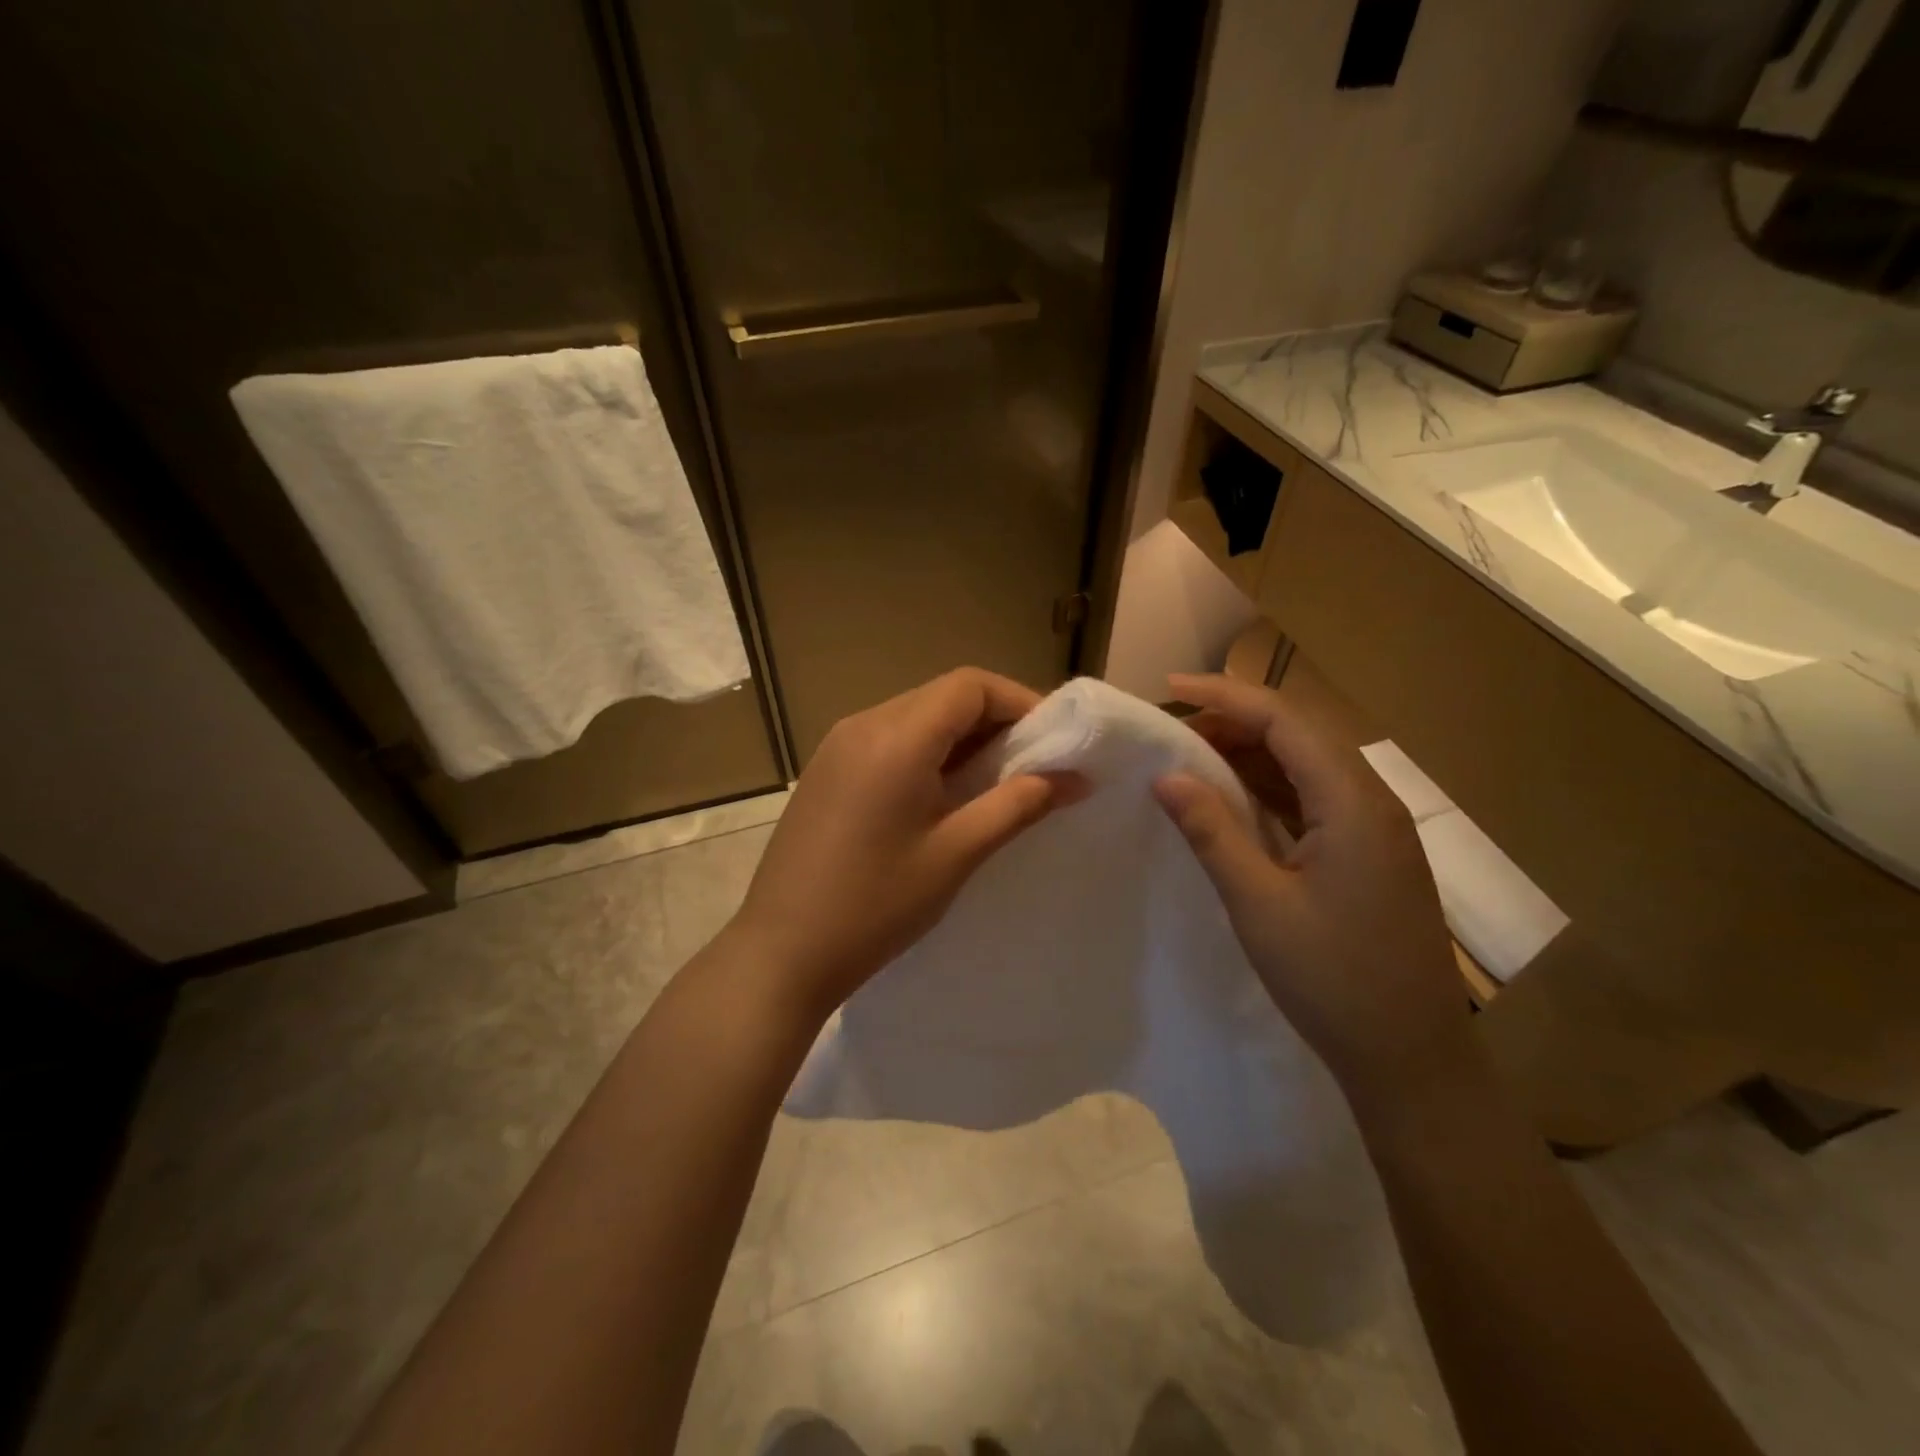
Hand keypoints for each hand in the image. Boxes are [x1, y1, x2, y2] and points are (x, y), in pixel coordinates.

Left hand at [729, 668, 1079, 1021]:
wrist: (781, 951)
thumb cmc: (876, 905)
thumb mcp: (957, 853)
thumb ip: (1019, 805)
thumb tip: (1076, 778)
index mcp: (896, 737)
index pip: (970, 686)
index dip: (1019, 702)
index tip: (1052, 740)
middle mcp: (862, 725)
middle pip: (942, 696)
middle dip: (994, 719)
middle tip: (1031, 764)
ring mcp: (836, 745)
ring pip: (914, 716)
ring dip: (959, 737)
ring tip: (992, 782)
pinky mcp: (825, 770)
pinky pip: (887, 739)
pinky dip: (925, 751)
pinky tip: (940, 795)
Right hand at [1152, 674, 1471, 1104]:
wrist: (1411, 1058)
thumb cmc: (1332, 979)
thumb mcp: (1258, 903)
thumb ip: (1212, 831)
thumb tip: (1166, 777)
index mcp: (1351, 802)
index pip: (1283, 720)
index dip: (1224, 696)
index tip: (1168, 688)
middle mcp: (1370, 801)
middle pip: (1298, 734)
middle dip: (1233, 721)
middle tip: (1171, 732)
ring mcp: (1373, 828)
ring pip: (1305, 764)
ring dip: (1249, 753)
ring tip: (1190, 759)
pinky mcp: (1367, 853)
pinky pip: (1313, 798)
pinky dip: (1268, 788)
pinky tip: (1232, 800)